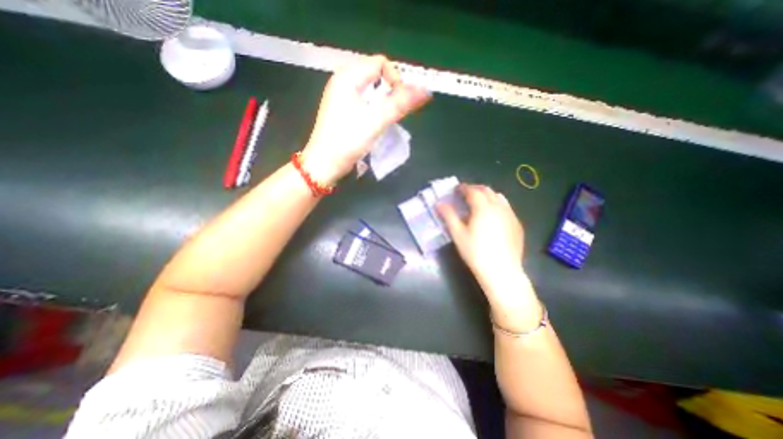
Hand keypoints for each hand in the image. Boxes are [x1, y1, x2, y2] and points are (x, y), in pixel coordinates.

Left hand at [303, 53, 430, 184]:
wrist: (325, 164)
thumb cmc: (348, 140)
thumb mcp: (375, 121)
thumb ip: (400, 104)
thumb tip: (425, 91)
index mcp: (348, 77)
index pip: (380, 63)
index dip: (395, 79)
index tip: (399, 102)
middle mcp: (343, 81)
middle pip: (376, 75)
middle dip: (390, 91)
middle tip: (395, 112)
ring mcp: (341, 96)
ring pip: (370, 89)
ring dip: (383, 101)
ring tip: (386, 118)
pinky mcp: (343, 110)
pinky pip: (364, 101)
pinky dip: (375, 108)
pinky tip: (376, 122)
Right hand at [438, 183, 541, 324]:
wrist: (501, 271)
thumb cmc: (475, 252)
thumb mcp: (458, 234)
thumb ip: (448, 216)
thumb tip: (439, 204)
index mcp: (483, 207)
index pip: (472, 191)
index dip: (463, 188)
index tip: (456, 190)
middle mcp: (499, 207)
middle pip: (487, 190)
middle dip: (475, 189)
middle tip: (465, 194)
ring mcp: (510, 215)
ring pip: (499, 197)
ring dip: (487, 195)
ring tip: (479, 202)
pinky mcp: (517, 224)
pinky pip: (506, 207)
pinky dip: (497, 205)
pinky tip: (493, 216)